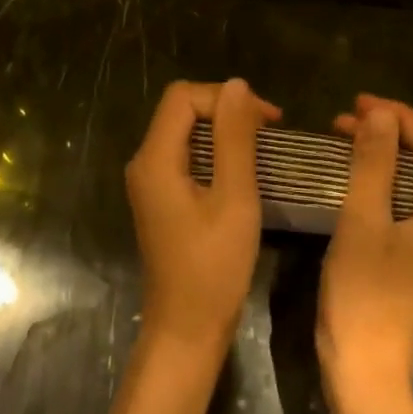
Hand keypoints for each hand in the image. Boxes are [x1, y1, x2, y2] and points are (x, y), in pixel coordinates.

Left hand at [126, 79, 281, 354]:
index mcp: (155, 158)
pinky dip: (214, 152)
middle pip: (181, 110)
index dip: (226, 97)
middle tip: (268, 129)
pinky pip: (185, 156)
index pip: (184, 97)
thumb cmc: (214, 266)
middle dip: (225, 109)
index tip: (267, 119)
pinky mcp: (160, 198)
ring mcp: (149, 182)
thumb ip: (234, 138)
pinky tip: (241, 168)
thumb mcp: (234, 197)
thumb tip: (237, 85)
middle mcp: (144, 162)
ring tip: (261, 145)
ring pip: (184, 132)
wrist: (186, 328)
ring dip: (222, 130)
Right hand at [319, 95, 412, 397]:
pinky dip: (378, 178)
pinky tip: (351, 174)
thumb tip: (381, 114)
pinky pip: (400, 200)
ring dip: (382, 152)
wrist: (363, 367)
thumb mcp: (363, 221)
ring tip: (344, 135)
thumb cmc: (362, 293)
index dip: (402, 117)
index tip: (360, 102)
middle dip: (391, 130)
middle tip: (346, 116)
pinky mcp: (411, 253)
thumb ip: (374, 164)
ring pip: (412, 179)